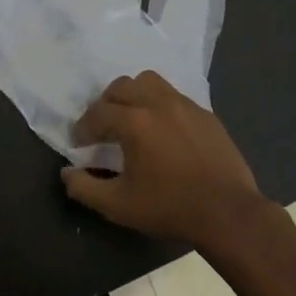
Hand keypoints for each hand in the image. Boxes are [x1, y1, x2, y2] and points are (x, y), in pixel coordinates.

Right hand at [62, 70, 268, 250]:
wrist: (228, 213)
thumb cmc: (169, 208)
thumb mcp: (119, 205)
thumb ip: (85, 188)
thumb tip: (67, 173)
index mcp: (135, 121)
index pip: (98, 113)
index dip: (83, 128)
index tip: (81, 144)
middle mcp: (158, 103)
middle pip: (122, 87)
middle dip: (106, 104)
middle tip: (103, 129)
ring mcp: (185, 105)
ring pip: (150, 82)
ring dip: (134, 95)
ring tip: (132, 119)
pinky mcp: (206, 114)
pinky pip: (174, 96)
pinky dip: (160, 105)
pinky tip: (163, 131)